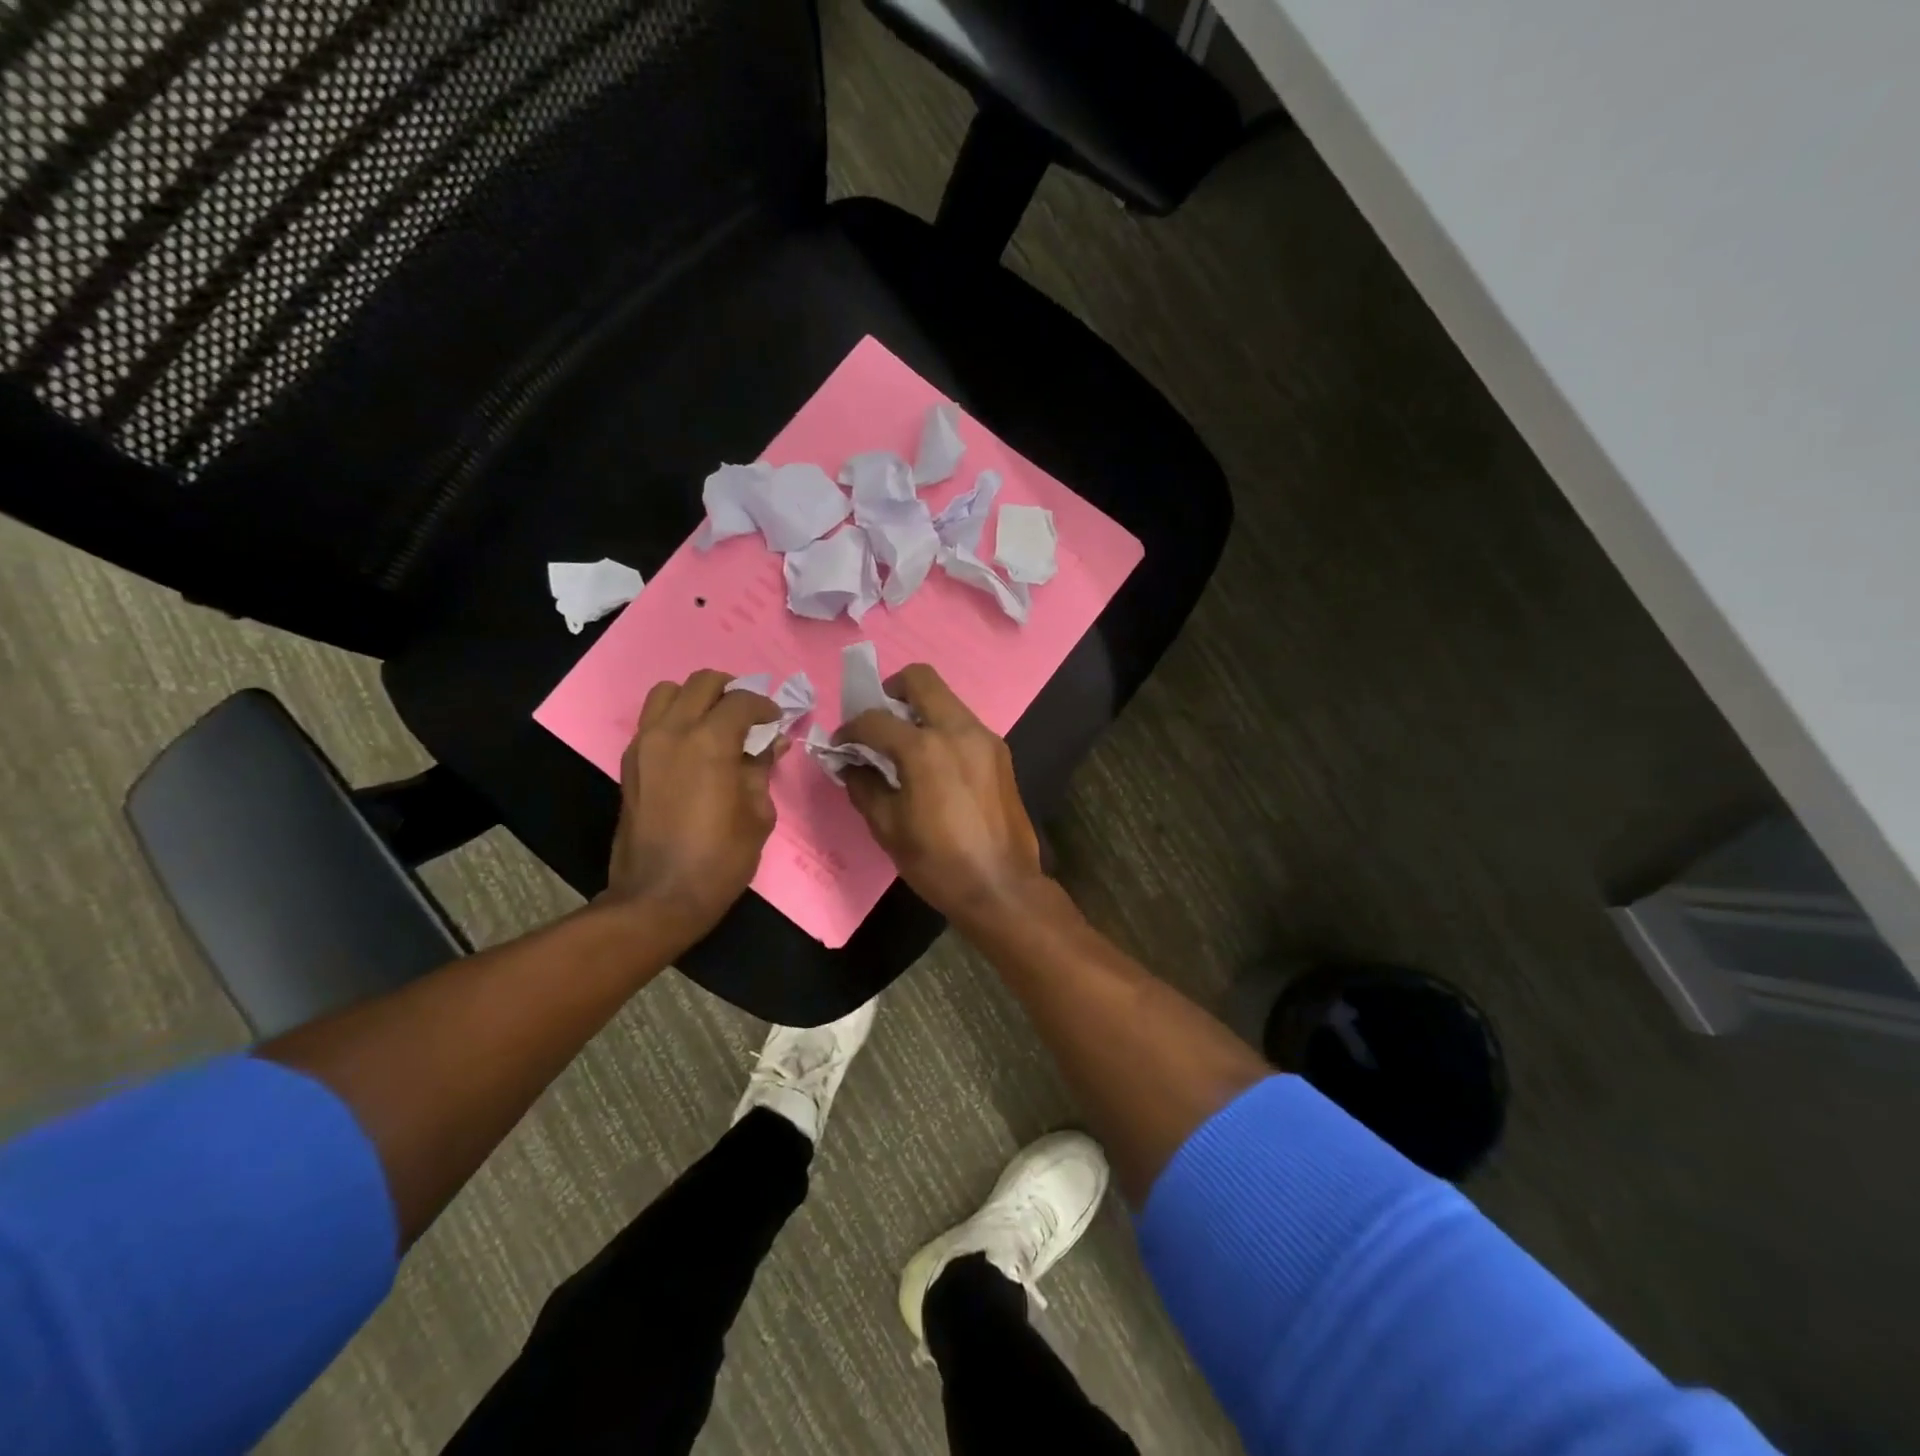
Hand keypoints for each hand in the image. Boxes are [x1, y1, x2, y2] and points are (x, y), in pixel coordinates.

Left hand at [604, 670, 783, 944]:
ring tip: (715, 722)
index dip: (765, 706)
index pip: (741, 700)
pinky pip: (652, 721)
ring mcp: (644, 746)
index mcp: (709, 743)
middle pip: (701, 683)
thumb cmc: (719, 859)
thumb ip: (761, 769)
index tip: (776, 721)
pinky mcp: (630, 764)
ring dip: (695, 698)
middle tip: (748, 715)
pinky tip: (693, 747)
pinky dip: (674, 719)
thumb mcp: (757, 814)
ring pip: (667, 693)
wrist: (658, 897)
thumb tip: (772, 743)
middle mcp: (671, 732)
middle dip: (730, 690)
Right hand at [835, 664, 1044, 923]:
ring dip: (920, 710)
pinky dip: (942, 729)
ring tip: (905, 745)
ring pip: (946, 699)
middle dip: (891, 691)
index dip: (850, 729)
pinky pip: (964, 724)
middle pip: (921, 679)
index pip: (876, 720)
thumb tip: (850, 764)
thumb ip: (864, 786)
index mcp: (925, 749)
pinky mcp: (1000, 752)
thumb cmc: (937, 862)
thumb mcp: (888, 828)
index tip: (842, 746)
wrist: (1001, 886)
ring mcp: (984, 738)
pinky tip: (934, 763)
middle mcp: (958, 730)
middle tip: (879, 721)